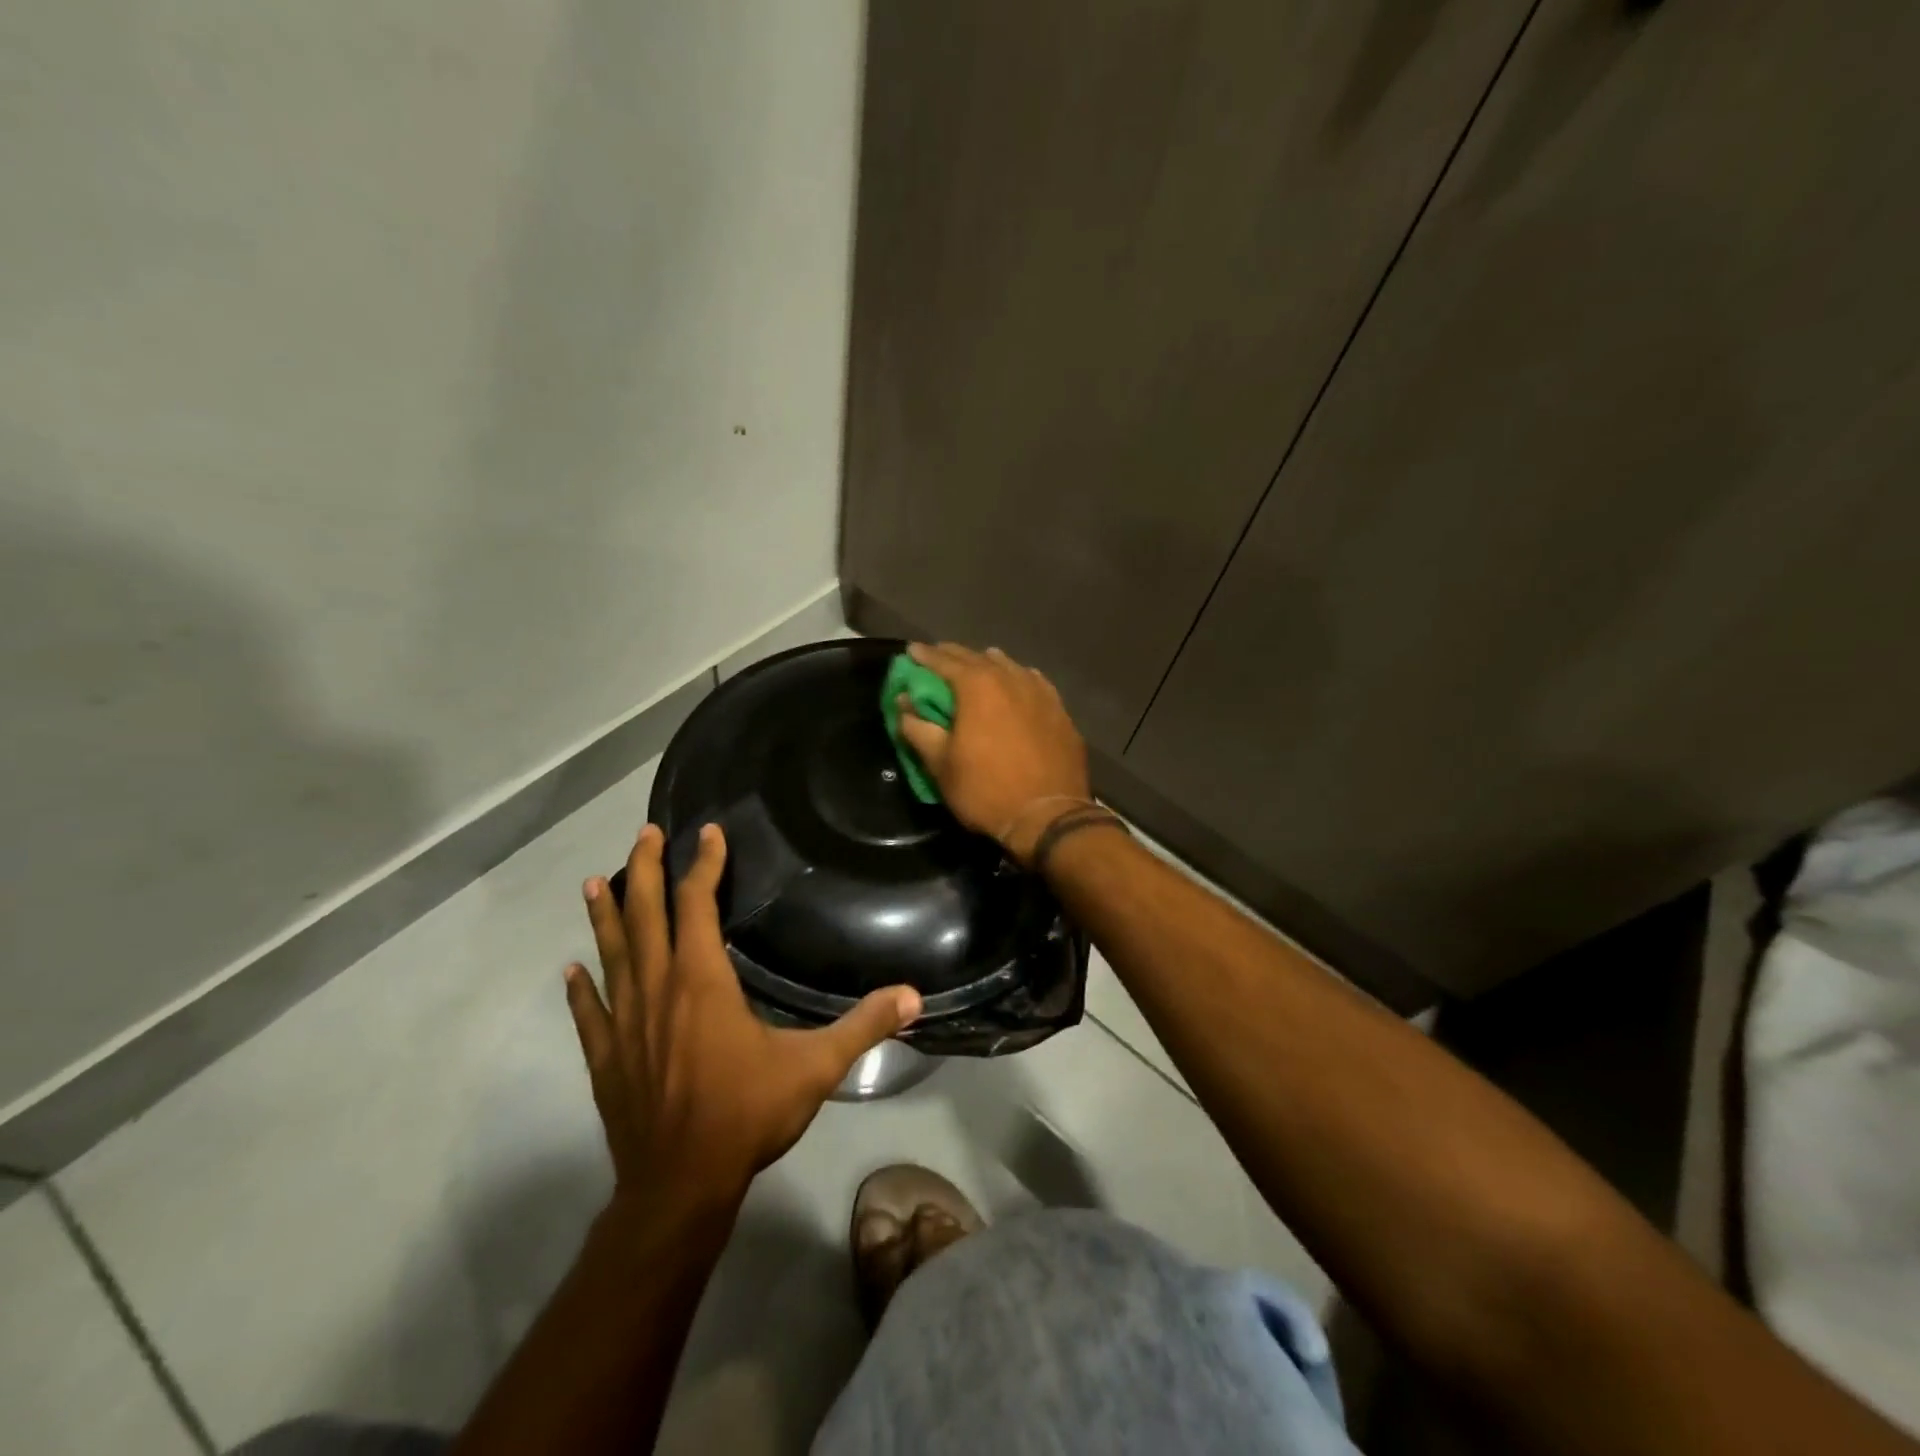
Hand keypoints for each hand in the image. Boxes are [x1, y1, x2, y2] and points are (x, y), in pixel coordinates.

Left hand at [567, 823, 921, 1207]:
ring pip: (611, 954)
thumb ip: (863, 1026)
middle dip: (645, 870)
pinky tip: (570, 971)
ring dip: (605, 915)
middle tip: (644, 834)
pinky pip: (589, 1013)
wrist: (679, 1187)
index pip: (697, 904)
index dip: (703, 864)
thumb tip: (914, 996)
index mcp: (702, 980)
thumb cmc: (746, 1114)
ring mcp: (624, 1023)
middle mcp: (657, 989)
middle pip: (645, 915)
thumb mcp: (816, 1067)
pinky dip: (580, 988)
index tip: (708, 833)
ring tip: (595, 882)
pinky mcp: (605, 1057)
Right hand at [895, 642, 1091, 864]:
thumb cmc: (986, 790)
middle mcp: (1010, 678)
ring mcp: (1040, 692)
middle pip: (976, 658)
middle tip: (937, 656)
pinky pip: (1033, 683)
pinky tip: (1016, 683)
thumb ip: (918, 728)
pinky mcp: (1060, 710)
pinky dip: (1017, 679)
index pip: (944, 661)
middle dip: (953, 656)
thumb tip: (903, 703)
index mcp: (977, 686)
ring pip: (1008, 667)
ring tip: (976, 665)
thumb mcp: (940, 765)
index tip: (911, 651)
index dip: (924, 656)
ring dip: (987, 664)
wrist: (1048, 816)